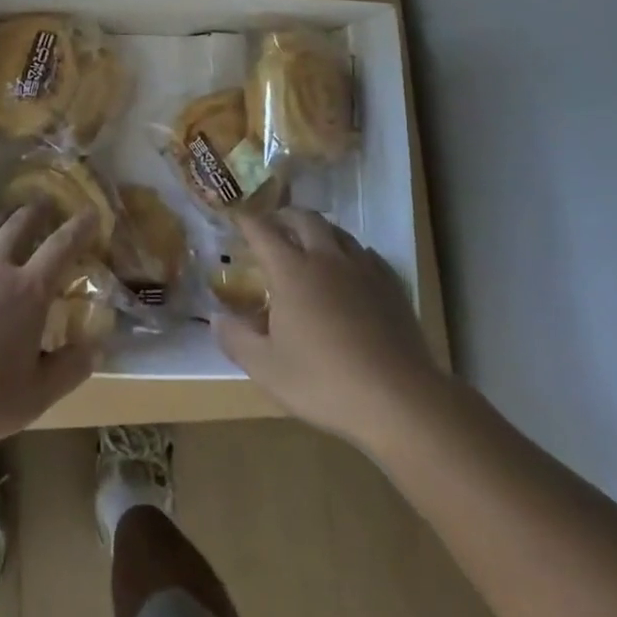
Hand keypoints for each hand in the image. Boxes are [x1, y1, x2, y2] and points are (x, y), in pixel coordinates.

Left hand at [0, 206, 98, 447]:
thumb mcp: (37, 394)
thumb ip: (70, 368)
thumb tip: (97, 347)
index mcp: (29, 291)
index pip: (62, 247)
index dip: (79, 227)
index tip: (90, 211)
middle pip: (19, 226)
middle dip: (36, 212)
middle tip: (44, 203)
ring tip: (4, 217)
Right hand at [212, 207, 445, 449]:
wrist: (400, 400)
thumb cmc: (324, 382)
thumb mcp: (266, 368)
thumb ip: (236, 339)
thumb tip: (216, 319)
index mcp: (291, 271)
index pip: (262, 231)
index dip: (246, 221)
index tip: (235, 217)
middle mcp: (326, 259)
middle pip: (305, 219)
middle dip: (285, 216)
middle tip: (274, 225)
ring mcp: (363, 271)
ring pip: (339, 233)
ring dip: (319, 230)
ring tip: (310, 243)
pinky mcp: (392, 288)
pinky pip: (368, 255)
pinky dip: (351, 253)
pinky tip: (351, 269)